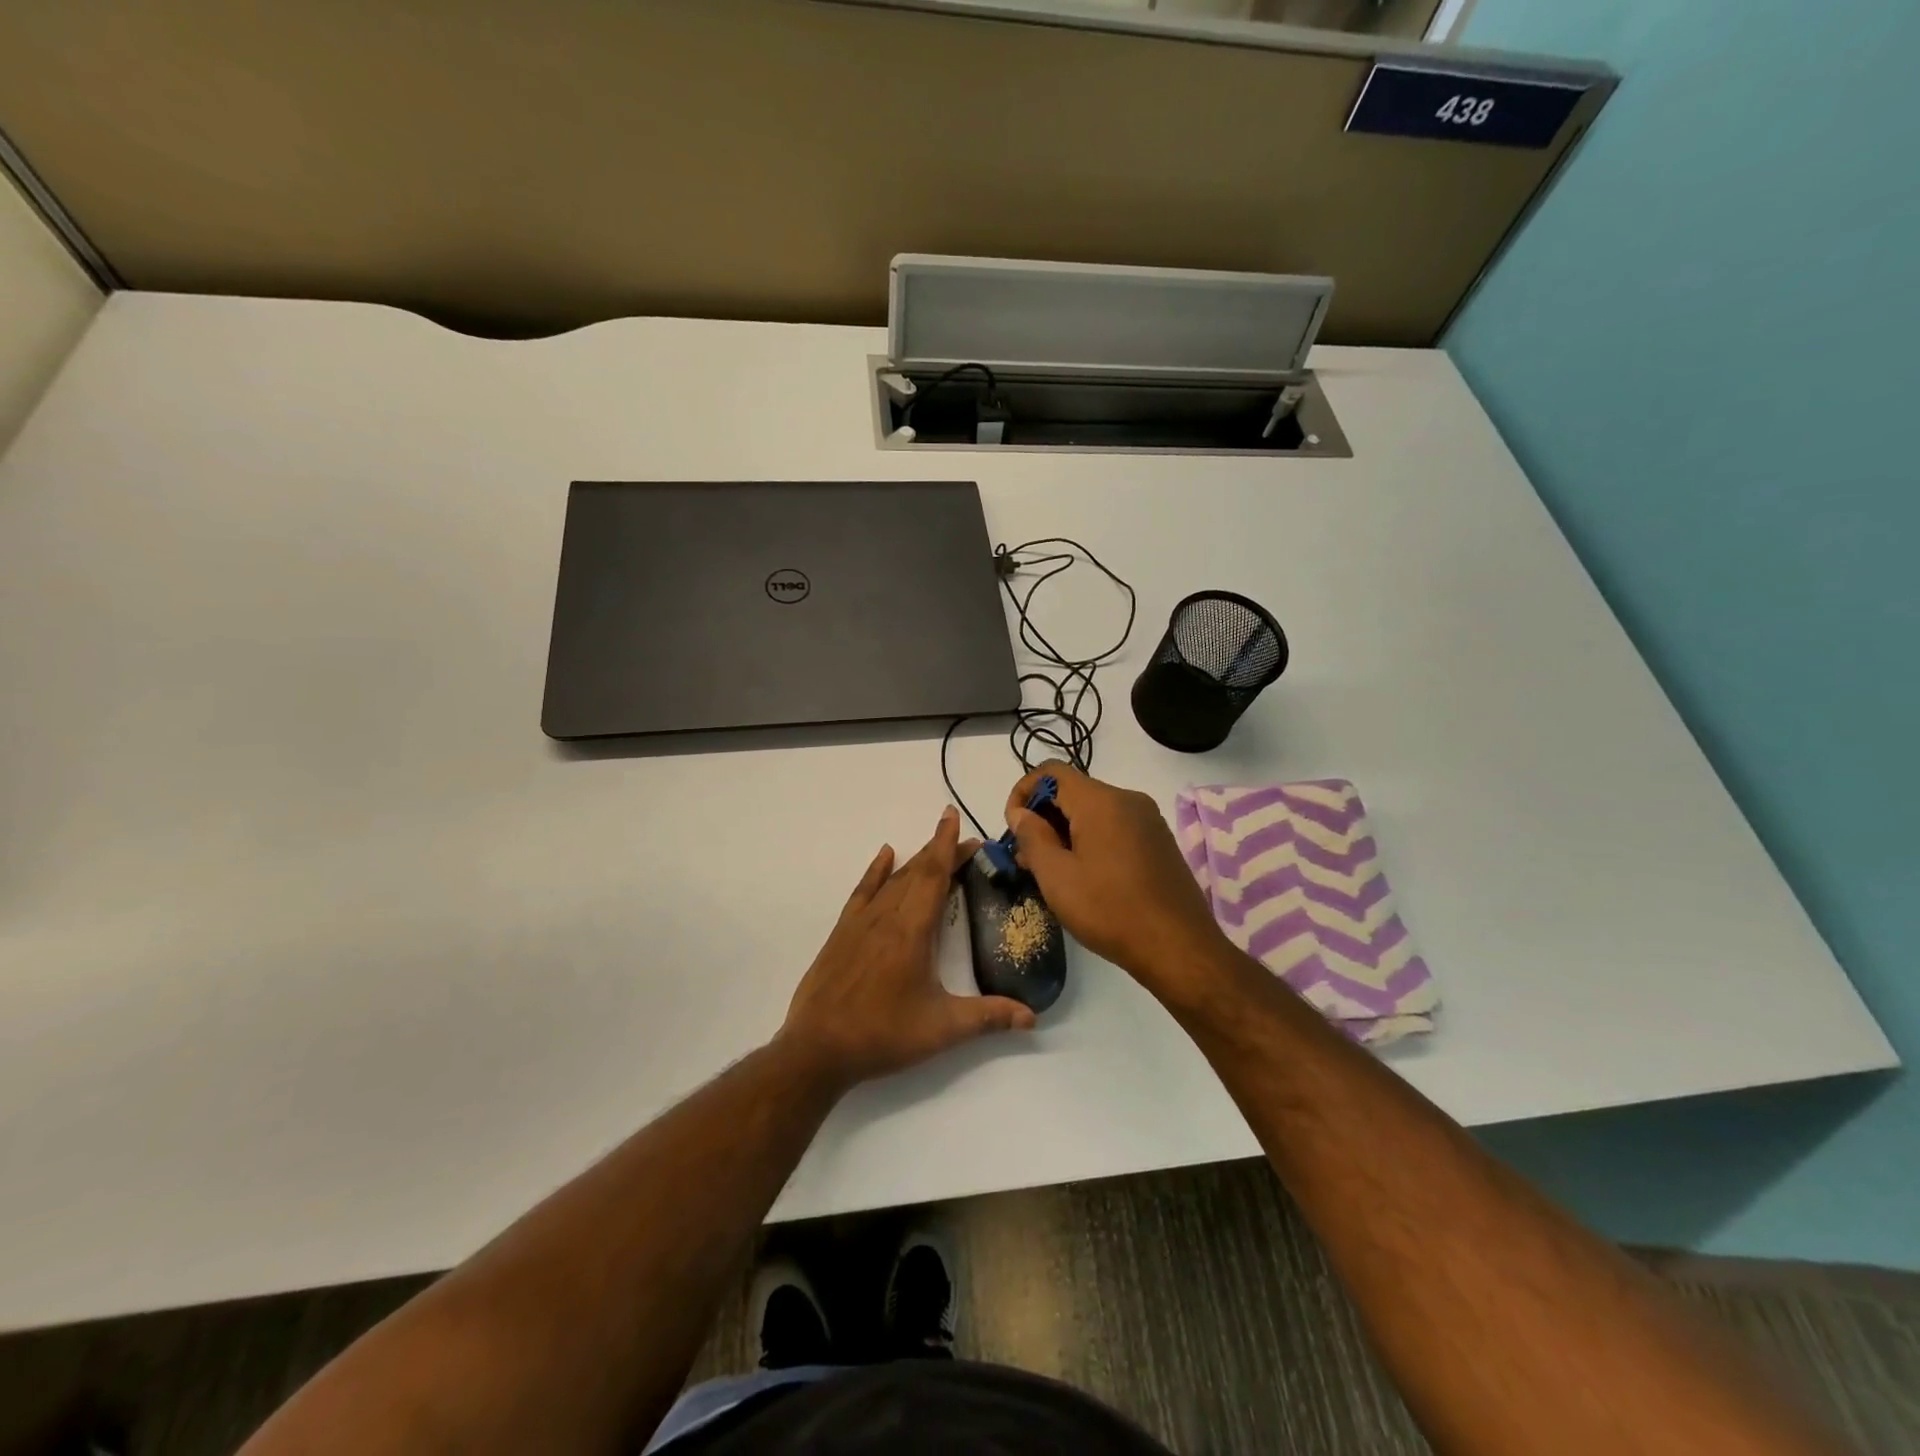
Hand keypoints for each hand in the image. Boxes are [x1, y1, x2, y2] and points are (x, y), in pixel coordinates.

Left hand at [780, 806, 1036, 1089]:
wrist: (817, 1048)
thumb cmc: (883, 1035)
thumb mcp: (942, 1029)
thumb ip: (988, 1018)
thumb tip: (1033, 1017)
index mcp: (912, 931)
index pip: (934, 876)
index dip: (947, 845)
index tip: (954, 817)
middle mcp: (886, 917)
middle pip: (917, 873)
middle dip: (941, 852)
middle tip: (965, 842)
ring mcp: (860, 923)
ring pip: (893, 880)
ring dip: (916, 861)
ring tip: (935, 848)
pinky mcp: (842, 933)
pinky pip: (863, 891)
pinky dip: (876, 871)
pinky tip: (885, 855)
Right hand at [1005, 763, 1229, 992]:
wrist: (1179, 948)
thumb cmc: (1110, 910)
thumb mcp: (1057, 876)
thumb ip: (1032, 837)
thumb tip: (1020, 813)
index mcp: (1101, 801)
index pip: (1052, 772)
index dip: (1024, 792)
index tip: (1013, 827)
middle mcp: (1128, 800)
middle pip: (1074, 791)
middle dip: (1043, 817)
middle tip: (1026, 858)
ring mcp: (1148, 821)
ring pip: (1094, 812)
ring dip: (1065, 832)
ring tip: (1051, 872)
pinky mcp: (1158, 842)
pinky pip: (1114, 827)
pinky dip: (1091, 840)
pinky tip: (1084, 876)